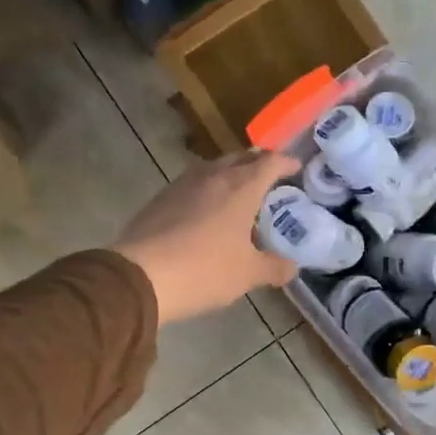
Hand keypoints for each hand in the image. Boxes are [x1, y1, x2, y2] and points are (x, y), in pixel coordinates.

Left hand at [113, 150, 301, 324]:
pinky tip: (206, 211)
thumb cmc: (204, 270)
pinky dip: (207, 190)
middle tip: (269, 179)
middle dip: (257, 164)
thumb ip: (274, 267)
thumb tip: (291, 267)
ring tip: (238, 194)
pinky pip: (192, 185)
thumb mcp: (247, 274)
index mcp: (241, 187)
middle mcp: (212, 176)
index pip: (270, 162)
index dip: (286, 163)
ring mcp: (182, 184)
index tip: (295, 168)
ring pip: (213, 168)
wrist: (140, 276)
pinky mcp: (160, 198)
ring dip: (230, 175)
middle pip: (240, 158)